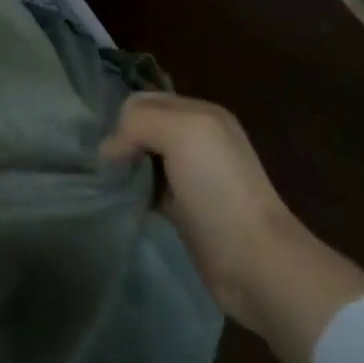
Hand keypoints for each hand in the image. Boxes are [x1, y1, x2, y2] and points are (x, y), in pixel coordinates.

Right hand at [100, 93, 300, 326]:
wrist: (256, 261)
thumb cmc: (218, 188)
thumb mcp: (181, 132)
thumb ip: (138, 122)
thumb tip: (108, 151)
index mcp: (200, 113)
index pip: (143, 101)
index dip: (123, 119)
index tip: (114, 150)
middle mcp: (197, 139)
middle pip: (142, 128)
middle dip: (122, 142)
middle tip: (110, 168)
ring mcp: (191, 175)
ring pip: (142, 157)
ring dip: (126, 168)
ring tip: (112, 185)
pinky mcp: (184, 209)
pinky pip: (148, 188)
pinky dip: (134, 191)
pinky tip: (126, 201)